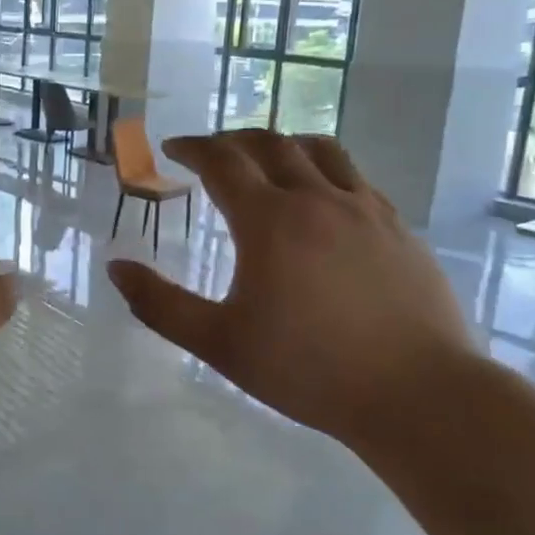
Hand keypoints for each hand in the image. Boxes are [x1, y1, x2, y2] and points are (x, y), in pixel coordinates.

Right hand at [107, 130, 474, 441]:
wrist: (419, 395)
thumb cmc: (308, 370)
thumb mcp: (219, 343)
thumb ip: (160, 304)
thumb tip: (116, 267)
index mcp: (269, 221)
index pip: (222, 161)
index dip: (192, 147)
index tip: (173, 148)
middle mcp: (317, 199)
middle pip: (270, 143)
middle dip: (233, 139)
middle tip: (212, 151)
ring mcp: (366, 209)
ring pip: (320, 150)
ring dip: (284, 144)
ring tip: (267, 160)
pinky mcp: (400, 228)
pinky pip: (356, 178)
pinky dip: (326, 171)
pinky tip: (323, 201)